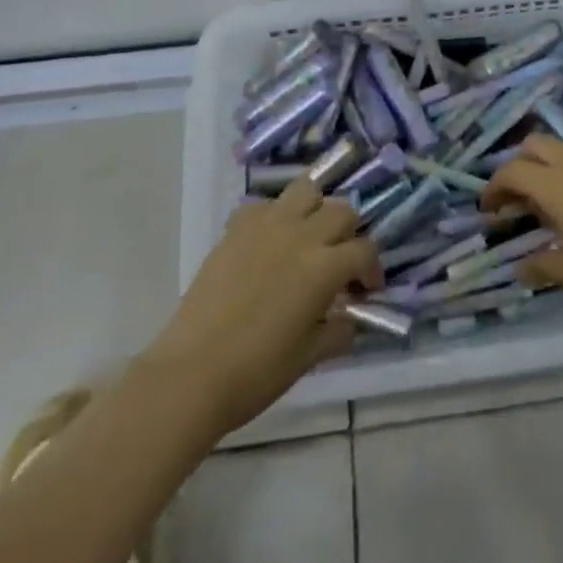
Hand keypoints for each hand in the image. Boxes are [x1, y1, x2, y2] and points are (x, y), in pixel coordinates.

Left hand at [144, 179, 381, 440]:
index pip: (365, 250)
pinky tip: (269, 242)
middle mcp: (302, 235)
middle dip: (349, 234)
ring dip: (316, 208)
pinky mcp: (237, 227)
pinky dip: (274, 216)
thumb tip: (350, 319)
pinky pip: (264, 204)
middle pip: (342, 211)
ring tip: (308, 236)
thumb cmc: (255, 372)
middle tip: (339, 261)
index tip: (364, 290)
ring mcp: (268, 225)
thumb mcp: (308, 358)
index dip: (372, 269)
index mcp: (325, 267)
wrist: (191, 373)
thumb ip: (338, 332)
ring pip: (307, 190)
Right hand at [481, 135, 562, 314]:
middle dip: (517, 166)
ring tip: (546, 206)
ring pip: (560, 148)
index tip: (488, 211)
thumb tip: (519, 269)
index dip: (494, 187)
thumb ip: (542, 266)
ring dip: (544, 166)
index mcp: (555, 184)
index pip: (512, 171)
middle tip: (515, 201)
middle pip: (534, 145)